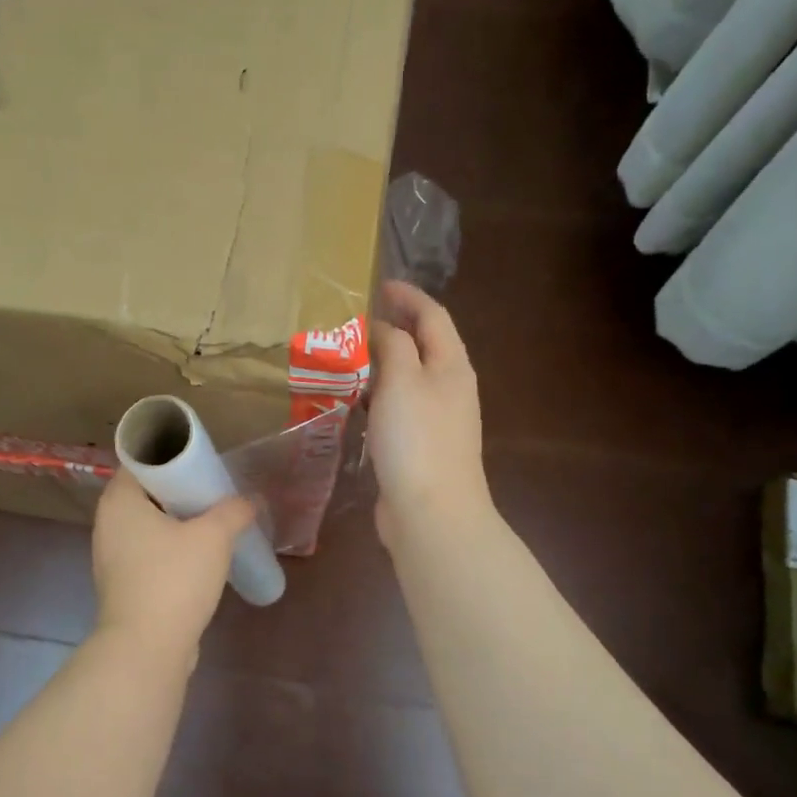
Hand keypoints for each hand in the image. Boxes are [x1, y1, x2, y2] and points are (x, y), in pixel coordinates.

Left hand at [92, 470, 256, 657]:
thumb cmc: (174, 579)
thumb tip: (250, 500)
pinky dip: (171, 546)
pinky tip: (200, 555)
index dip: (172, 457)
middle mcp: (108, 522)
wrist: (146, 648)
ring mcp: (112, 554)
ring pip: (148, 523)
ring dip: (178, 520)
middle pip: (146, 492)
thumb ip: (233, 511)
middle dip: (180, 489)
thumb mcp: (213, 537)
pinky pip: (149, 550)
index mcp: (120, 500)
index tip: (203, 462)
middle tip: (214, 489)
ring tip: (213, 521)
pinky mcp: (123, 582)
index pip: (141, 460)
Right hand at [368, 280, 490, 548]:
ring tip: (345, 354)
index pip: (433, 317)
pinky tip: (352, 401)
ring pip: (407, 378)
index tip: (380, 284)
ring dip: (381, 362)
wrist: (431, 512)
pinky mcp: (418, 446)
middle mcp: (449, 388)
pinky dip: (376, 395)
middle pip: (423, 346)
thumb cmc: (417, 439)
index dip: (409, 296)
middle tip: (355, 318)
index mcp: (451, 366)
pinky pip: (396, 407)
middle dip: (393, 327)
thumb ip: (393, 345)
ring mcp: (435, 420)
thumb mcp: (402, 380)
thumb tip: (383, 327)